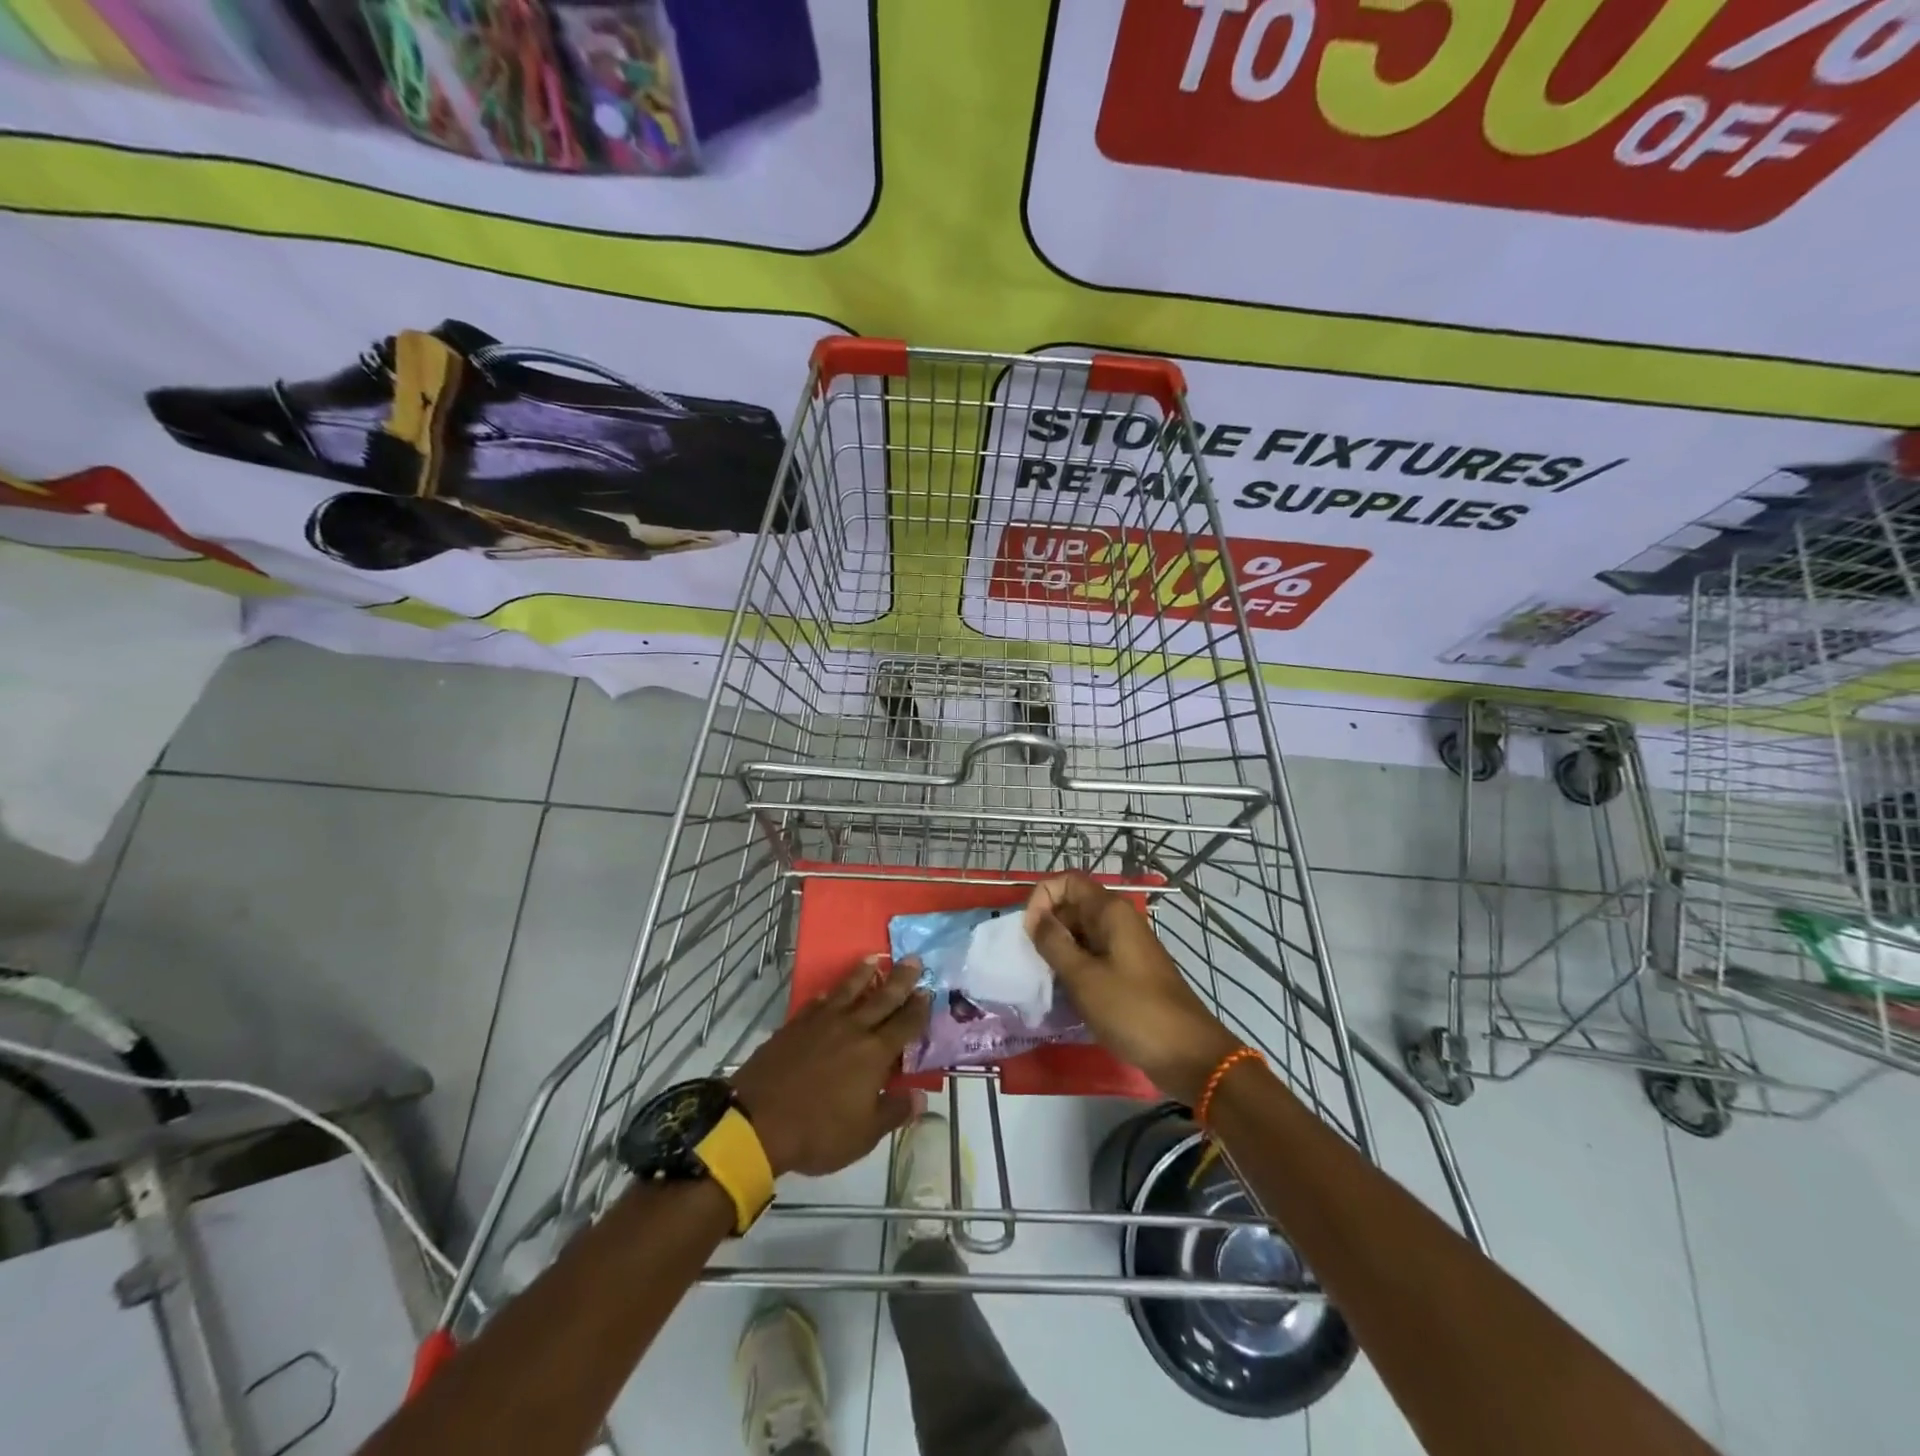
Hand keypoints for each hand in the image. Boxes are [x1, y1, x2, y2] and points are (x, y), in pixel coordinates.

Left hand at [731, 958, 930, 1177]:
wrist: (758, 1120)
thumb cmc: (818, 1131)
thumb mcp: (864, 1134)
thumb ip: (893, 1112)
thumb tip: (920, 1096)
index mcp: (874, 1054)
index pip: (904, 1025)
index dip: (918, 1009)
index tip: (928, 991)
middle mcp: (852, 1029)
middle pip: (881, 998)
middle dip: (900, 979)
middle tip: (912, 958)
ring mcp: (820, 1024)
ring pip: (847, 991)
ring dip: (862, 974)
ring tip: (872, 959)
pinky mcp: (794, 1026)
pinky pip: (815, 1004)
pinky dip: (825, 996)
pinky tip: (826, 993)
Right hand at [1026, 873, 1241, 1104]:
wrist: (1187, 1054)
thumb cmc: (1132, 1010)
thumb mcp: (1083, 977)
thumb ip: (1054, 943)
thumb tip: (1036, 918)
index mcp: (1111, 912)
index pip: (1067, 881)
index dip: (1042, 898)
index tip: (1029, 932)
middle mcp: (1119, 920)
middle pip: (1073, 906)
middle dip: (1048, 927)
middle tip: (1032, 961)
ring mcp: (1126, 946)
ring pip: (1082, 934)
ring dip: (1060, 951)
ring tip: (1045, 980)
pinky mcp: (1129, 971)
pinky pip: (1094, 957)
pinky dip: (1076, 968)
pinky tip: (1066, 994)